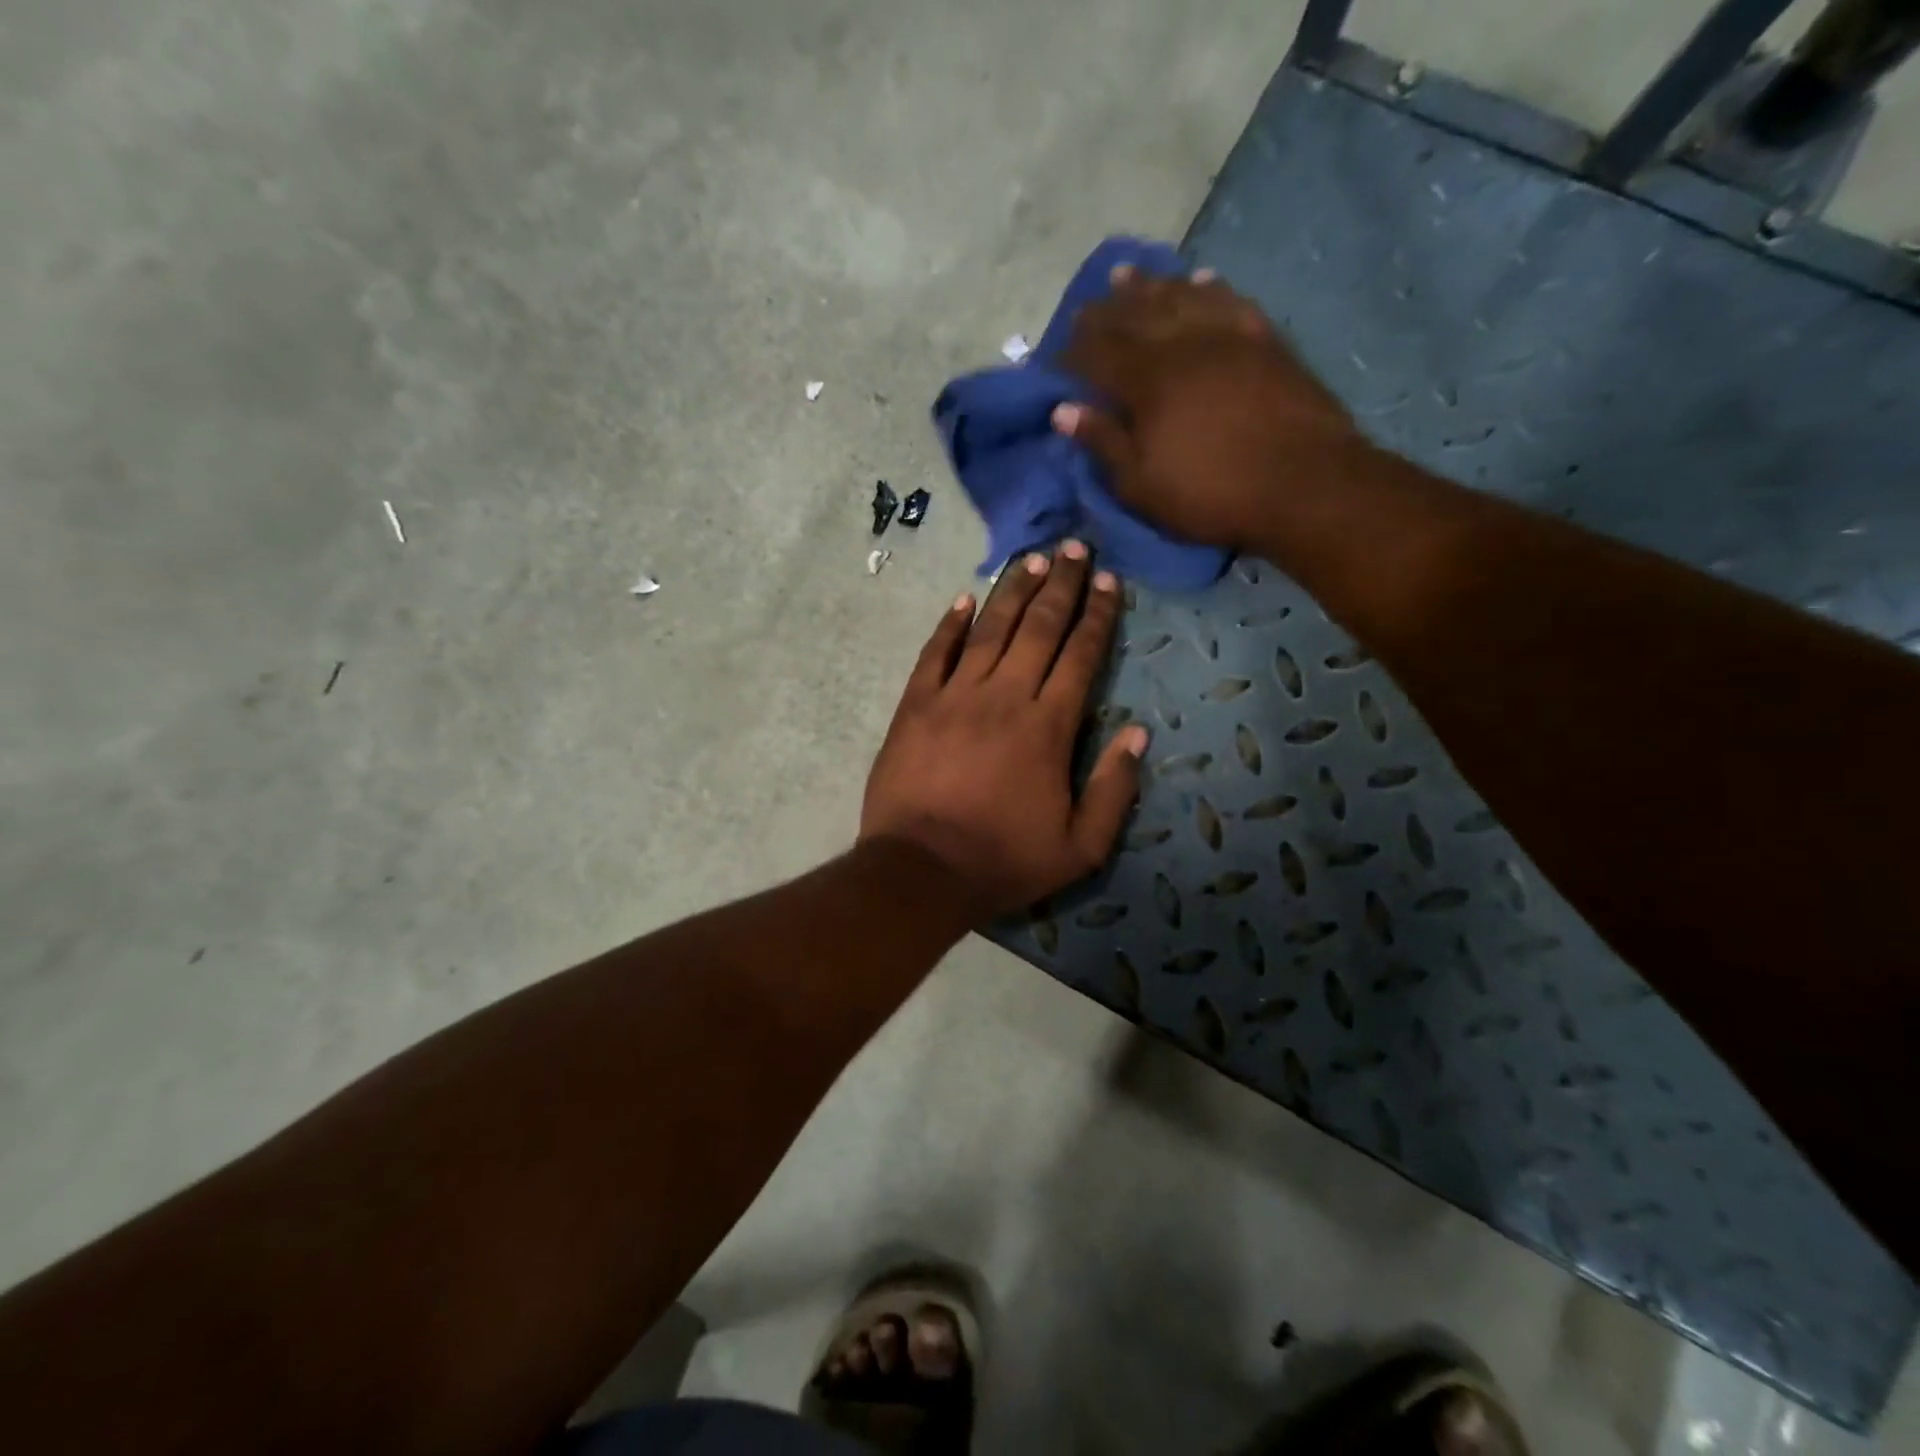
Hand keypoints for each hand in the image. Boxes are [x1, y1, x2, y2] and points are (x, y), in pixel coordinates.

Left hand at [861, 541, 1149, 918]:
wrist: (921, 871)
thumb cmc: (1003, 861)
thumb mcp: (1080, 846)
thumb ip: (1114, 788)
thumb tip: (1138, 733)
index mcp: (1048, 727)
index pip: (1080, 656)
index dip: (1097, 615)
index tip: (1107, 580)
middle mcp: (1004, 696)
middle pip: (1038, 628)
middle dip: (1059, 585)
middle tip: (1073, 547)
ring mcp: (954, 696)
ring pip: (988, 629)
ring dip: (1011, 591)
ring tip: (1030, 559)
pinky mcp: (914, 706)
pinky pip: (934, 653)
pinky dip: (949, 624)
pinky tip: (963, 599)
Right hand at [1053, 267, 1361, 551]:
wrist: (1303, 483)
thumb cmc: (1210, 494)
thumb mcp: (1141, 484)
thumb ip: (1103, 442)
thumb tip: (1063, 410)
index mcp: (1147, 381)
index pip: (1098, 353)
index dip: (1073, 352)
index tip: (1055, 353)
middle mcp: (1183, 344)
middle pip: (1134, 316)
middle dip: (1104, 311)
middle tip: (1085, 307)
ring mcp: (1227, 336)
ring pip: (1180, 296)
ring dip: (1149, 285)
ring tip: (1126, 276)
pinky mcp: (1264, 339)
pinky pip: (1230, 300)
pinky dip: (1209, 287)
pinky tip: (1200, 278)